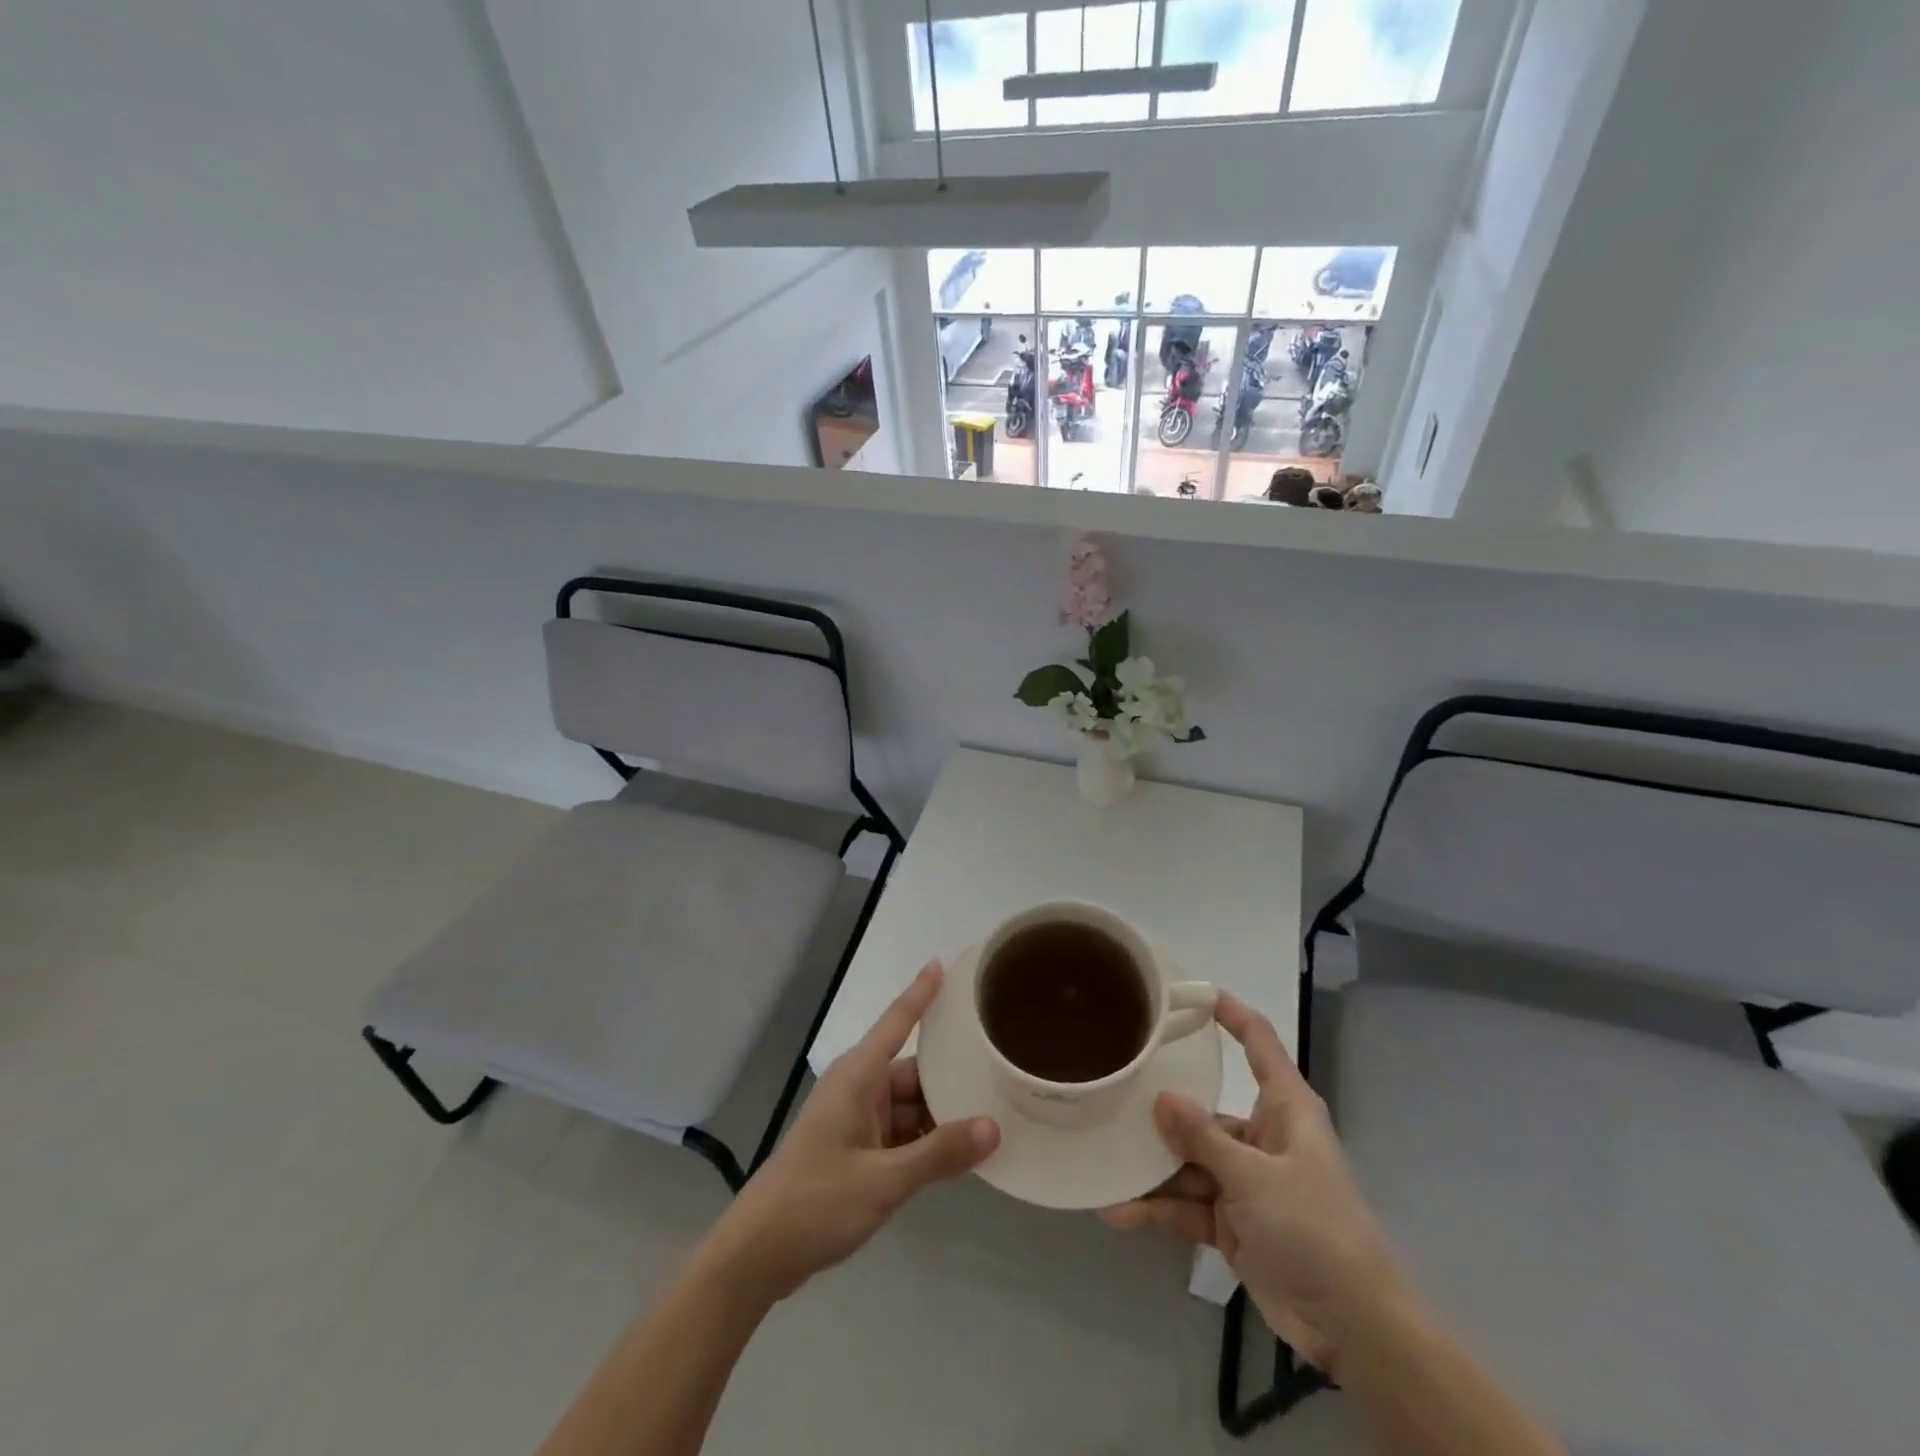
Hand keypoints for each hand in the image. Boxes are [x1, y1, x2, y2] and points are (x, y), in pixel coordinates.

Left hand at [703, 962, 999, 1303]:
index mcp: (859, 1076)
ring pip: (910, 1105)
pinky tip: (958, 1154)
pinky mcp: (855, 1149)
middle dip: (951, 1077)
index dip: (922, 992)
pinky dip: (925, 1141)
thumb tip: (993, 1128)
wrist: (758, 1254)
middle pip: (914, 1071)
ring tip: (992, 1115)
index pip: (898, 1020)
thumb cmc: (816, 1201)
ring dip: (941, 1116)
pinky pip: (900, 1133)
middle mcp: (859, 1088)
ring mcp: (856, 1119)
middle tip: (1001, 1072)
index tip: (943, 962)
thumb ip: (938, 1154)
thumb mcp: (884, 1180)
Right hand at [1099, 993, 1408, 1377]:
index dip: (1229, 1013)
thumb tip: (1161, 1097)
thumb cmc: (1315, 1228)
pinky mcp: (1234, 1221)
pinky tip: (1118, 1210)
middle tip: (1114, 1089)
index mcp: (1284, 1108)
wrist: (1353, 1326)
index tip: (1188, 992)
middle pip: (1205, 1109)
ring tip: (1104, 1160)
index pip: (1258, 1042)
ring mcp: (1246, 1181)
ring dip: (1152, 1168)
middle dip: (1163, 1109)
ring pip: (1190, 1160)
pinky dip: (1159, 1209)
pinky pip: (1189, 1204)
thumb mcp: (1255, 1177)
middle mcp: (1262, 1136)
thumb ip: (1204, 1137)